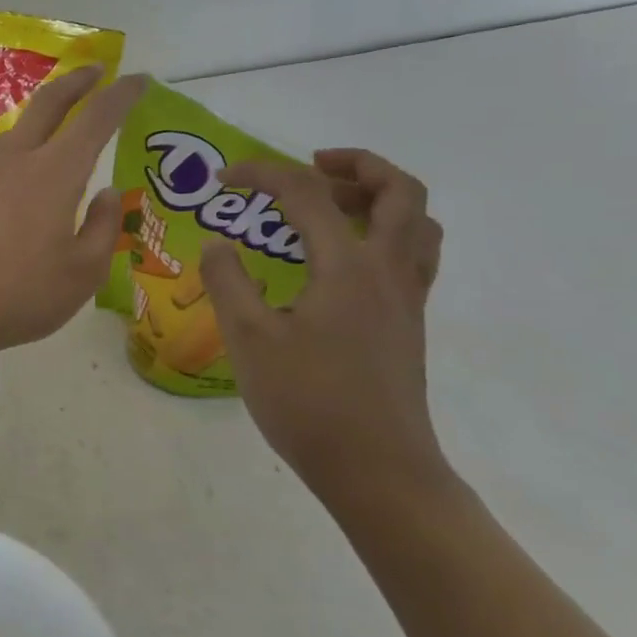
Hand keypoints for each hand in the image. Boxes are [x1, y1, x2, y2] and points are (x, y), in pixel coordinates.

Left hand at [0, 67, 147, 362]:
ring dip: (44, 117)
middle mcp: (15, 159)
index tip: (137, 79)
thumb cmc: (20, 295)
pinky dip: (20, 151)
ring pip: (18, 131)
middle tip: (96, 72)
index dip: (120, 95)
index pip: (95, 118)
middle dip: (77, 81)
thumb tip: (108, 194)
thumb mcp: (83, 273)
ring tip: (61, 127)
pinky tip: (21, 176)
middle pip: (48, 103)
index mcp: (54, 173)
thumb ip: (103, 227)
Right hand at [198, 148, 448, 506]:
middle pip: (399, 193)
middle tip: (309, 166)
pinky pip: (413, 255)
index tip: (224, 178)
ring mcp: (406, 299)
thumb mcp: (248, 338)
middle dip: (356, 165)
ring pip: (417, 223)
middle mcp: (388, 272)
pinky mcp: (407, 324)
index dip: (263, 174)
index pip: (308, 194)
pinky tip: (341, 259)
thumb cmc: (308, 402)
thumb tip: (218, 244)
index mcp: (348, 267)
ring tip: (331, 204)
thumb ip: (228, 281)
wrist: (377, 471)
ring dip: (379, 197)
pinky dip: (385, 233)